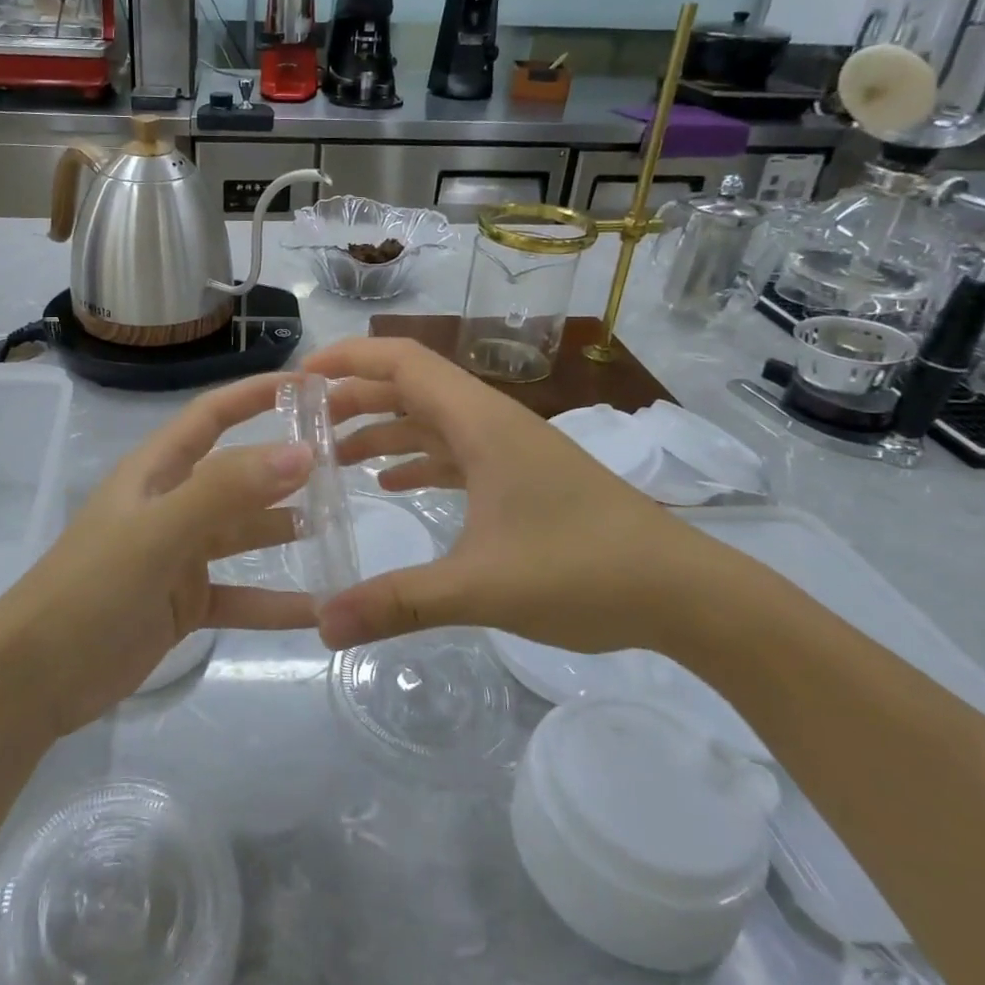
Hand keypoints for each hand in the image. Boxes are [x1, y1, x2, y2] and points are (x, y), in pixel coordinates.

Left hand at [0, 372, 316, 737]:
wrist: (34, 678)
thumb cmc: (92, 588)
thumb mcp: (159, 533)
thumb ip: (226, 491)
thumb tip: (300, 452)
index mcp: (156, 472)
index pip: (212, 416)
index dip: (256, 394)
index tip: (311, 386)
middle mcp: (170, 504)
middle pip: (236, 475)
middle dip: (285, 467)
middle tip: (345, 465)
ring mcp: (177, 555)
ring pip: (242, 533)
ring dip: (285, 530)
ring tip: (339, 528)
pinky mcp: (182, 602)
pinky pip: (238, 593)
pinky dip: (273, 600)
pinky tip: (317, 608)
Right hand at [308, 338, 730, 654]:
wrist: (684, 592)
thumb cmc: (582, 571)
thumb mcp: (480, 588)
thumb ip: (398, 602)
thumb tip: (322, 626)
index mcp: (479, 422)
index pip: (401, 360)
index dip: (347, 358)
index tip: (299, 380)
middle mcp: (490, 422)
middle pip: (409, 386)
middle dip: (353, 398)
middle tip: (304, 427)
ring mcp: (509, 449)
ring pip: (431, 420)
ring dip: (382, 428)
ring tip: (334, 457)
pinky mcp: (521, 476)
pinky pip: (454, 452)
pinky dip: (417, 459)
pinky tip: (393, 484)